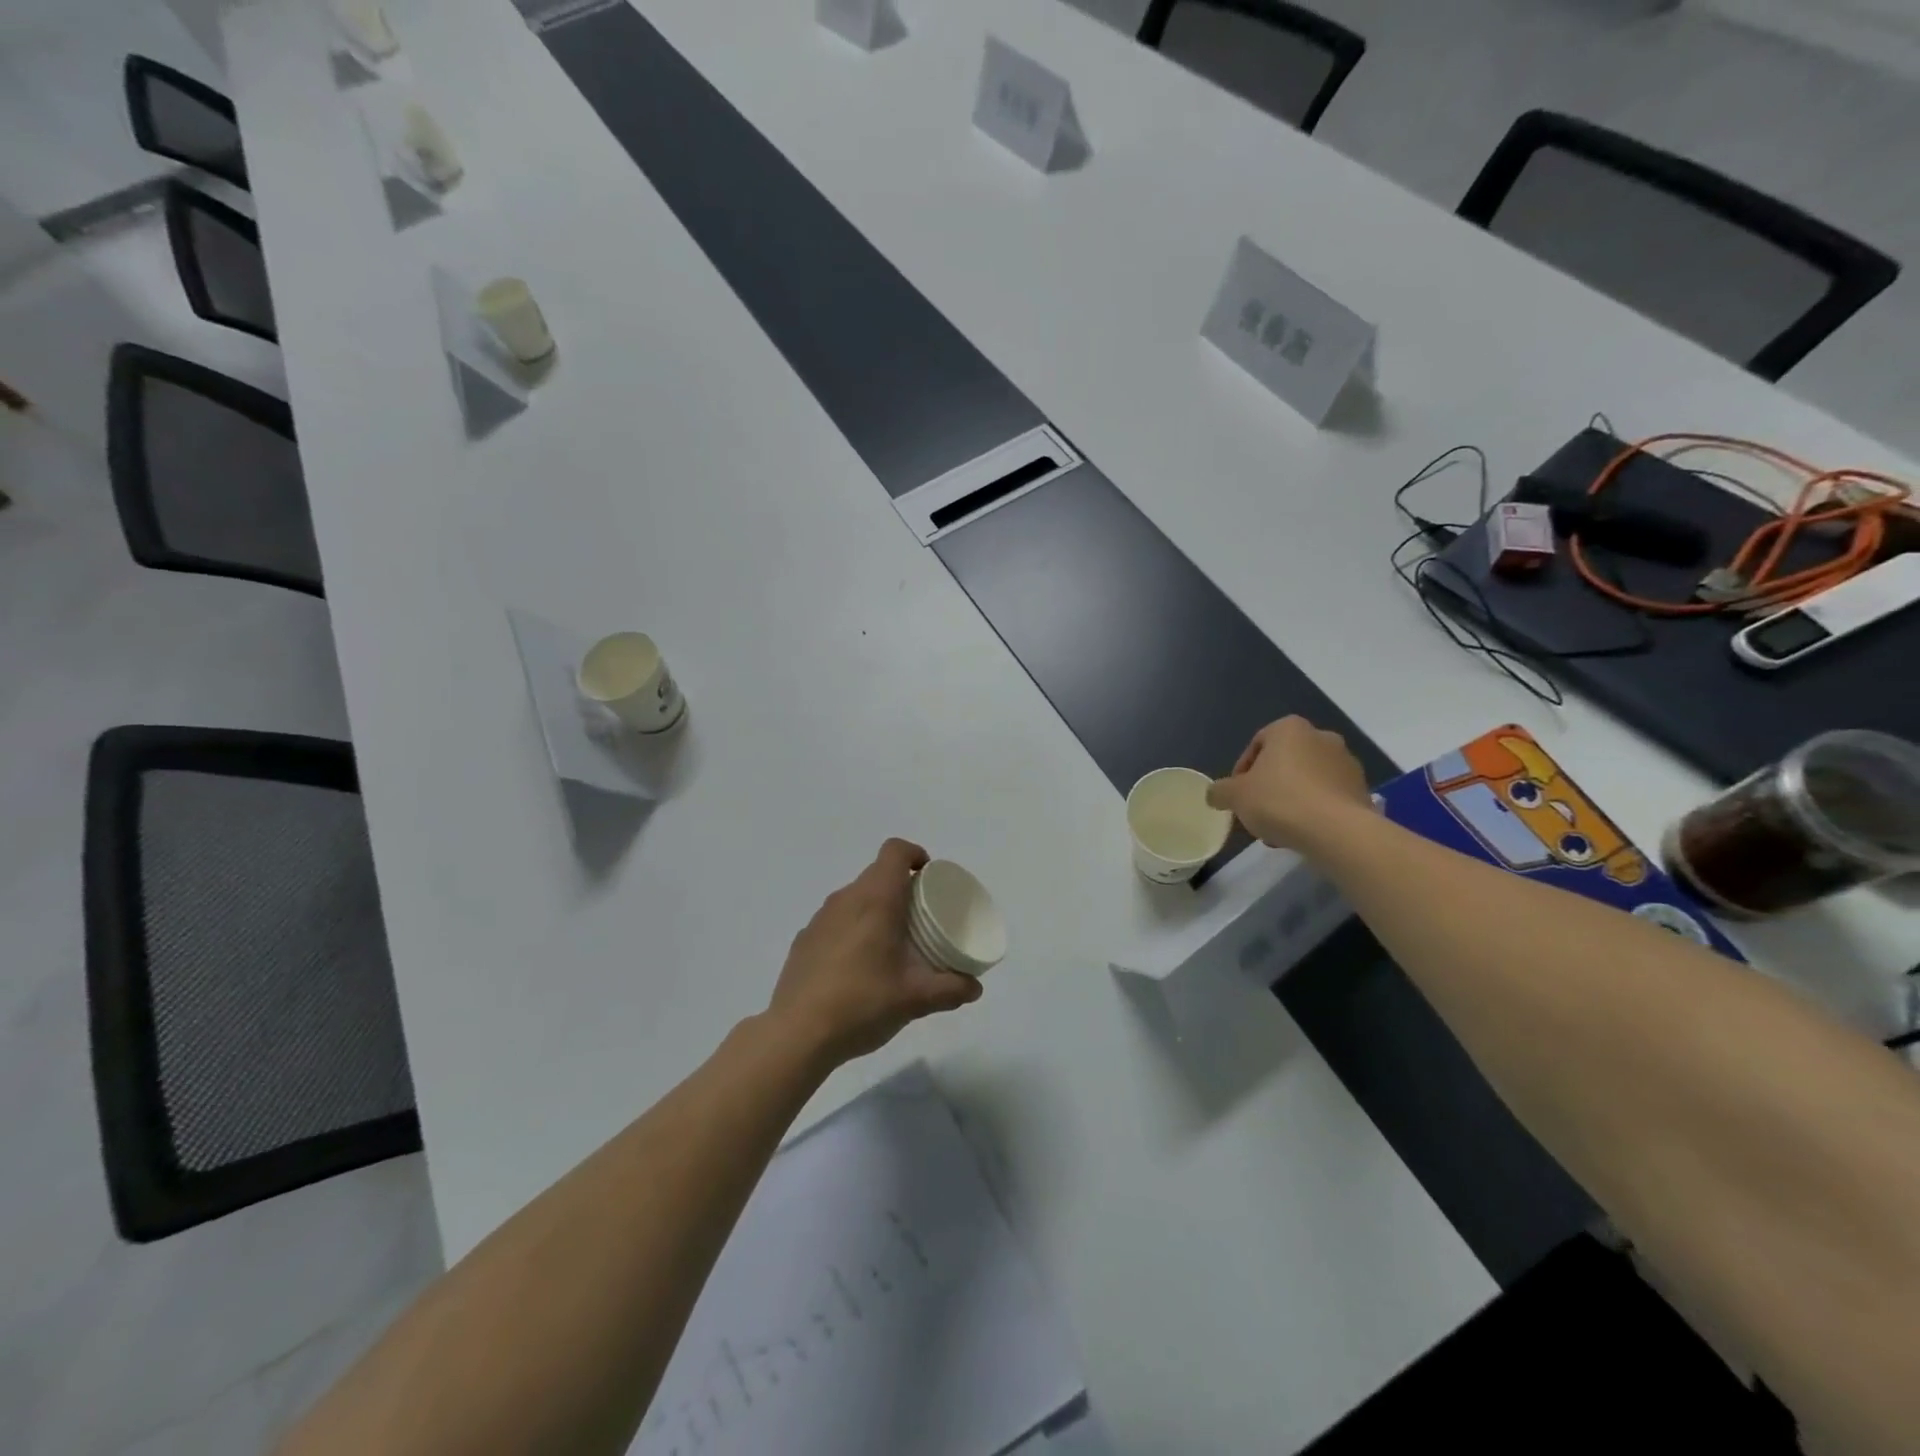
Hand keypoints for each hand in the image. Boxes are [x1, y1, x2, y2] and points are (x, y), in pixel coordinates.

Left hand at [768, 838, 983, 1067]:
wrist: (797, 1034)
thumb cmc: (862, 1003)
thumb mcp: (914, 999)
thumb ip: (950, 989)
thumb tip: (975, 988)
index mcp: (875, 900)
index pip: (895, 851)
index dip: (915, 855)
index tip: (929, 878)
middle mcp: (845, 899)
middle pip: (876, 874)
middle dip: (901, 888)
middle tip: (920, 919)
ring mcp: (820, 919)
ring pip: (854, 898)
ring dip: (875, 909)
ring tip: (890, 944)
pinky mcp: (804, 940)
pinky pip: (835, 921)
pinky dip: (852, 930)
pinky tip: (857, 967)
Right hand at [1206, 716, 1372, 850]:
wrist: (1336, 831)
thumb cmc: (1279, 800)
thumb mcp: (1235, 796)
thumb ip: (1220, 791)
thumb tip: (1215, 794)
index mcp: (1289, 729)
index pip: (1257, 744)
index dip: (1242, 772)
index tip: (1238, 795)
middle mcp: (1322, 736)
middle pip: (1284, 762)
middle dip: (1269, 785)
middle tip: (1257, 811)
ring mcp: (1346, 762)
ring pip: (1307, 780)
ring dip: (1291, 798)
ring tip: (1279, 828)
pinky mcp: (1362, 788)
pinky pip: (1328, 796)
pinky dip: (1314, 809)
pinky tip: (1302, 832)